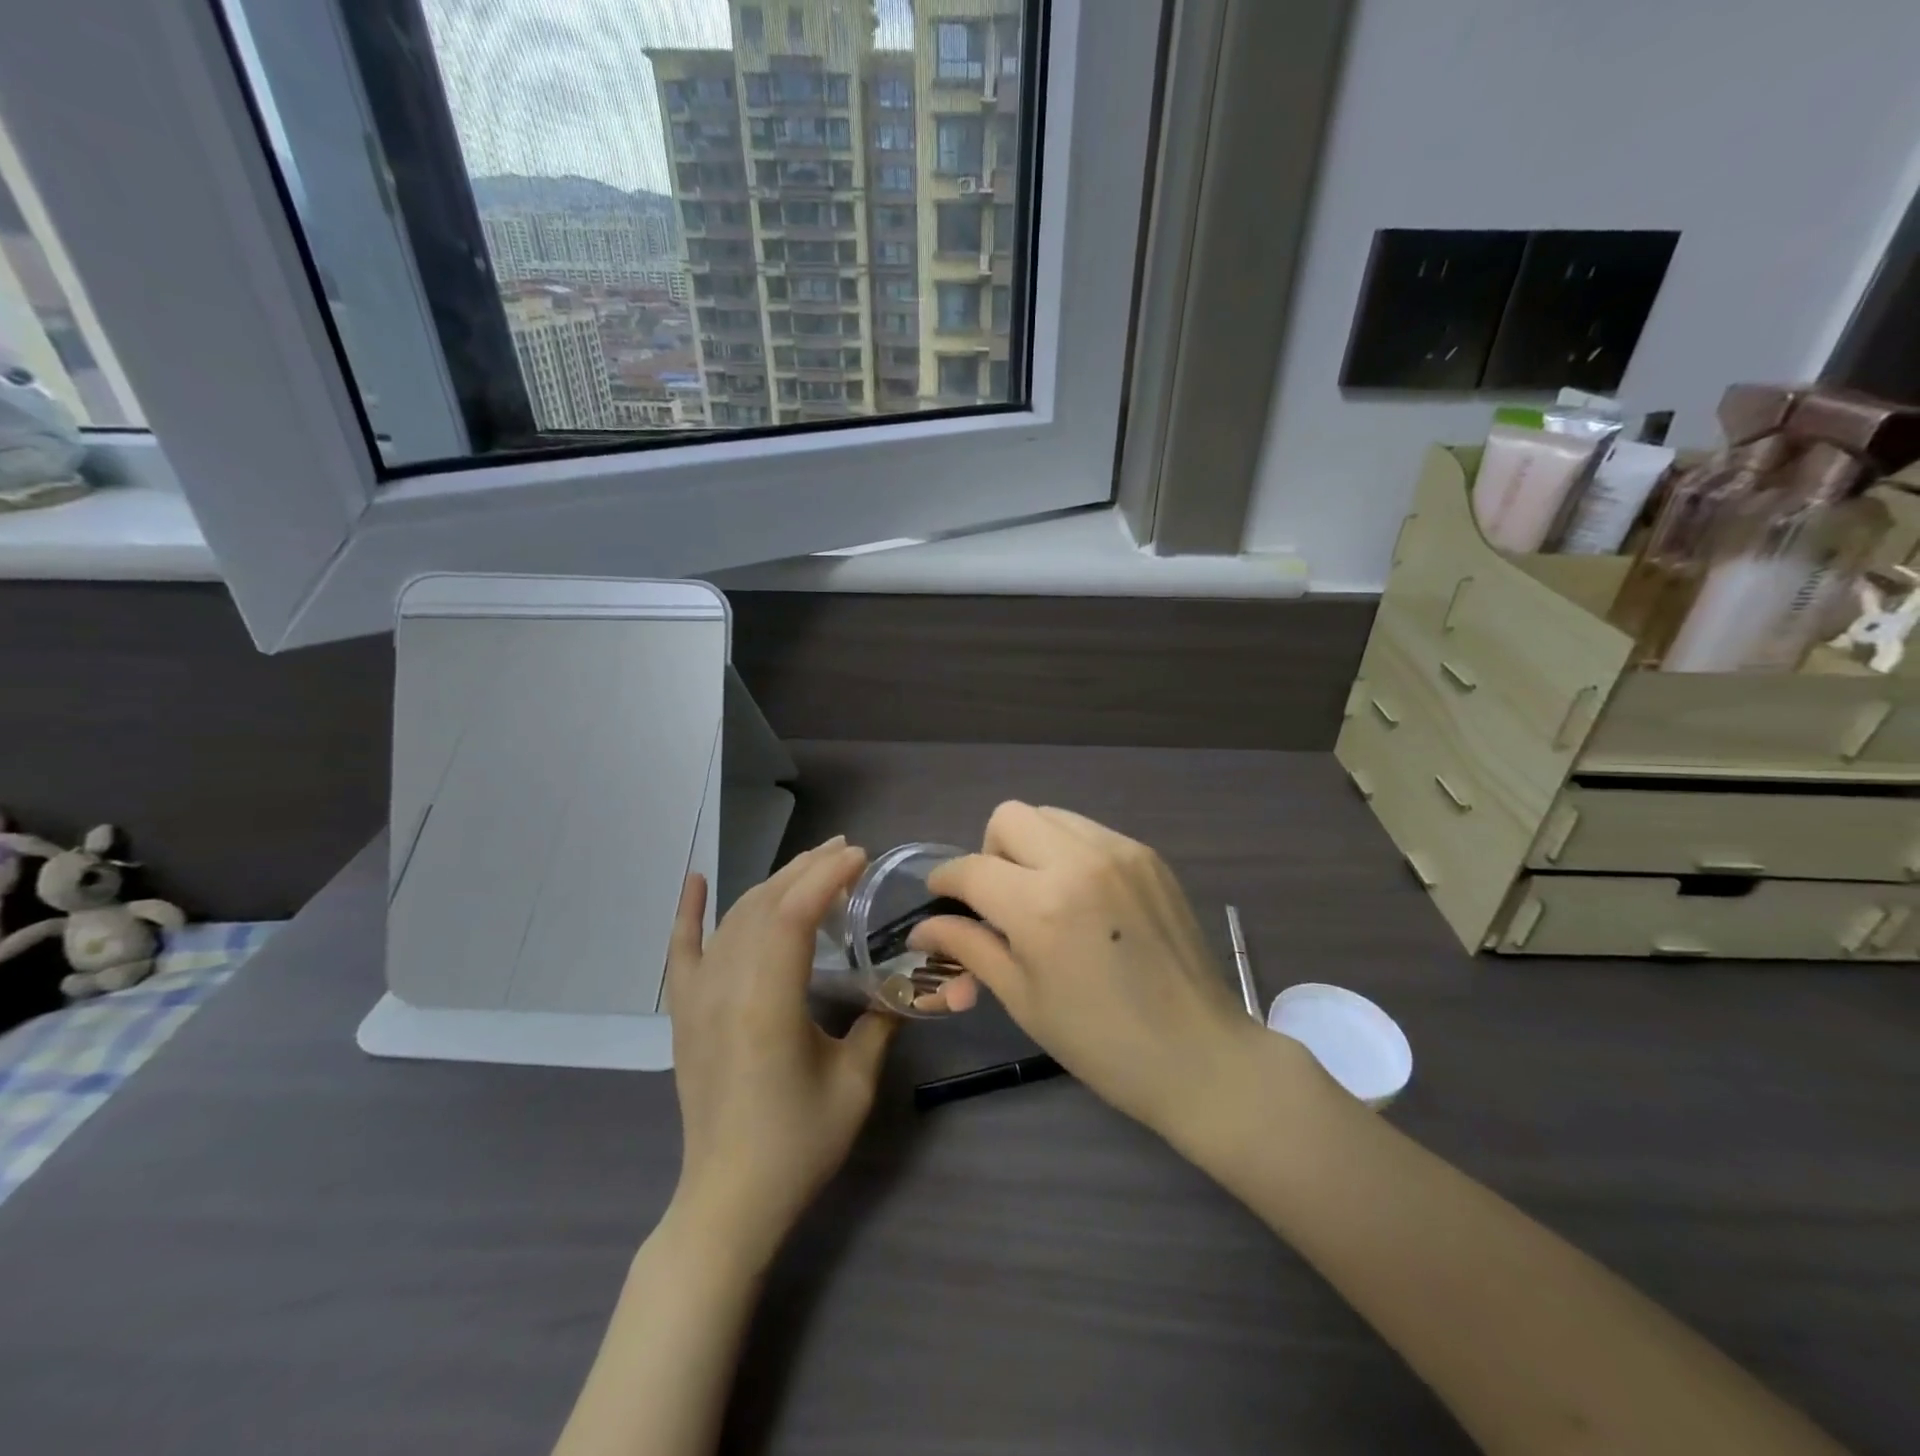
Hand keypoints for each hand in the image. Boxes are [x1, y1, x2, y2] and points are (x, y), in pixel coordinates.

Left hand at [667, 837, 896, 1264]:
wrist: (728, 1200)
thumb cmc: (797, 1145)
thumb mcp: (855, 1083)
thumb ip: (880, 1023)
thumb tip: (905, 984)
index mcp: (767, 1004)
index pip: (792, 915)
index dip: (826, 877)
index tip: (860, 857)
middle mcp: (725, 988)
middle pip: (764, 905)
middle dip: (806, 869)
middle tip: (845, 852)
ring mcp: (698, 998)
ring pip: (733, 918)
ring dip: (771, 883)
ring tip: (809, 864)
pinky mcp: (684, 1013)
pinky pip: (681, 950)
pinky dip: (687, 912)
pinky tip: (695, 879)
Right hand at [911, 804, 1269, 1137]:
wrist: (1200, 1055)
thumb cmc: (1101, 1043)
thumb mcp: (1023, 998)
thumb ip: (970, 948)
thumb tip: (923, 928)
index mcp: (1041, 906)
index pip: (971, 869)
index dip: (944, 882)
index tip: (941, 900)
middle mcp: (1079, 861)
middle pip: (1009, 817)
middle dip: (990, 852)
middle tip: (1000, 899)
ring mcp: (1120, 852)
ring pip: (1051, 816)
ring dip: (1031, 846)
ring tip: (1043, 896)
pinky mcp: (1149, 856)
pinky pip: (1090, 832)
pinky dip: (1071, 852)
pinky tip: (1084, 899)